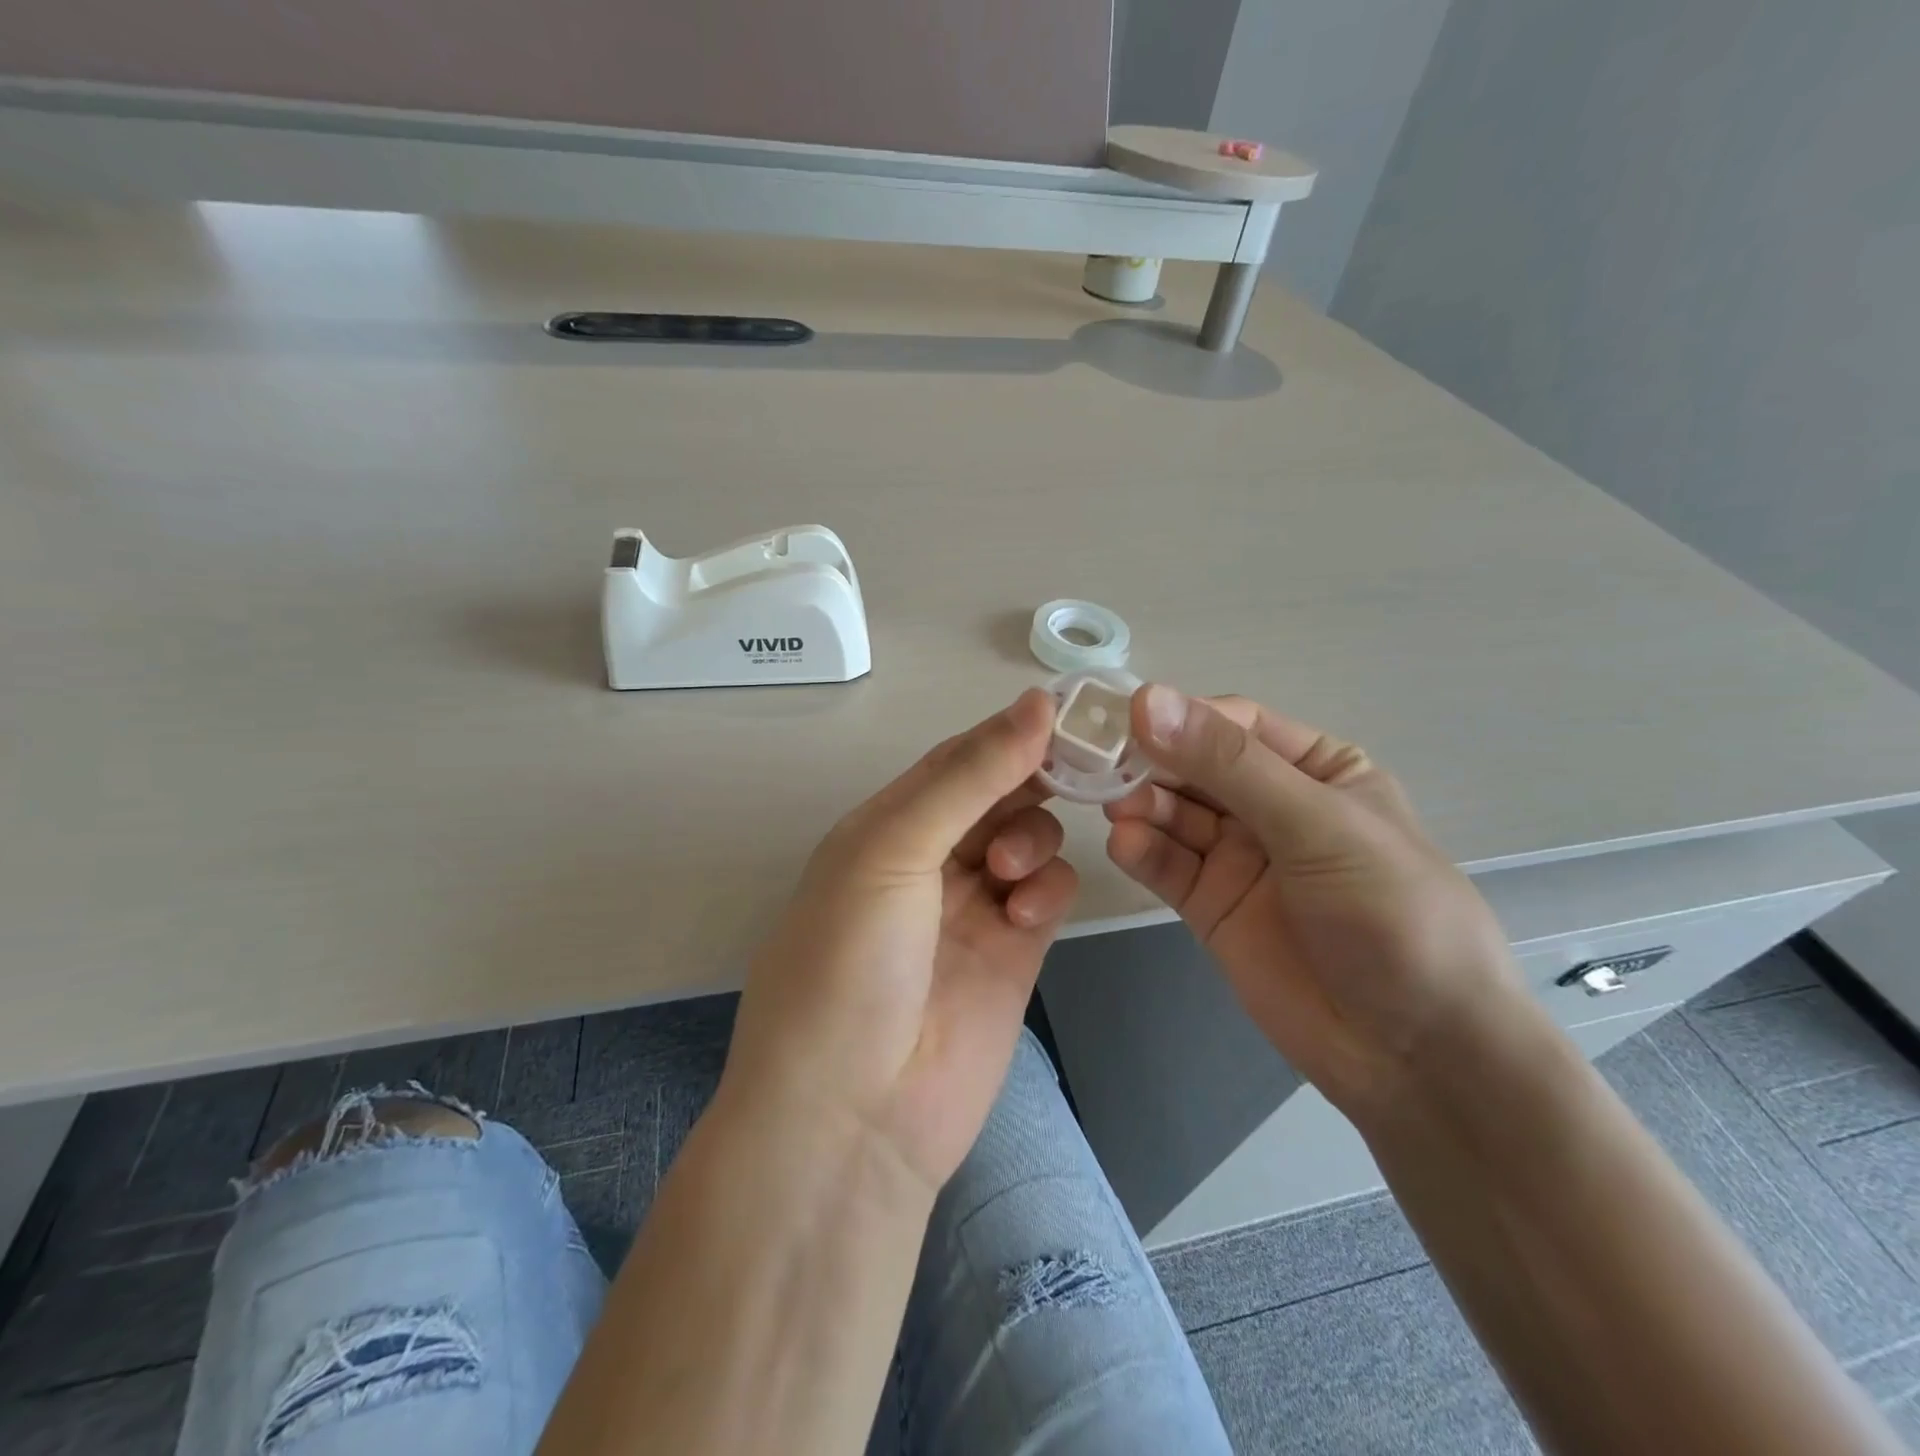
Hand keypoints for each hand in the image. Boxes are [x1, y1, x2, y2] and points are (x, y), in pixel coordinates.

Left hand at [720, 689, 1077, 1193]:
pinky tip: (1027, 913)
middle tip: (1070, 775)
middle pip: (998, 793)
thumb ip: (968, 776)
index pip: (955, 759)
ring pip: (1030, 837)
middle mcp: (929, 859)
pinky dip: (1047, 888)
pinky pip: (1047, 893)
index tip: (1065, 711)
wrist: (855, 1117)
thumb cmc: (851, 964)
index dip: (1005, 733)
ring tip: (1008, 872)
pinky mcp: (1013, 952)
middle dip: (1030, 782)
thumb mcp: (892, 850)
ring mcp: (973, 906)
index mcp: (885, 826)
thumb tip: (1036, 701)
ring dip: (1033, 837)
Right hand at [1104, 685, 1523, 1118]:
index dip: (1180, 716)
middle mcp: (1271, 805)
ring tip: (1115, 809)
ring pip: (1173, 814)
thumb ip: (1230, 765)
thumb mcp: (1318, 825)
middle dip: (1150, 762)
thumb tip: (1148, 698)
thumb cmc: (1391, 916)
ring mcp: (1238, 856)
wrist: (1416, 1054)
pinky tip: (1124, 845)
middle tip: (1099, 763)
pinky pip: (1167, 864)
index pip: (1233, 725)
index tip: (1125, 718)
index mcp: (1315, 769)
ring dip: (1141, 805)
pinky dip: (1141, 850)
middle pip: (1193, 766)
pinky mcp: (1211, 904)